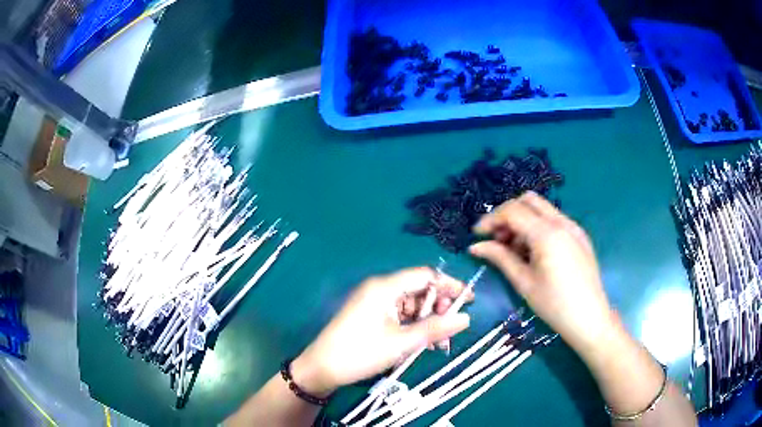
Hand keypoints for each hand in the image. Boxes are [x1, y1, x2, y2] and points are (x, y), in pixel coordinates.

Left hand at [291, 267, 472, 396]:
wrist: (322, 369)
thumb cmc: (360, 353)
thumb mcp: (401, 343)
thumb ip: (435, 329)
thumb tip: (466, 318)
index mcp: (385, 287)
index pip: (426, 276)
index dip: (450, 285)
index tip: (470, 300)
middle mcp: (380, 289)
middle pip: (419, 291)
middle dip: (440, 308)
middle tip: (452, 328)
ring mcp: (375, 303)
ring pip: (411, 306)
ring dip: (428, 322)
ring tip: (440, 344)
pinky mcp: (372, 316)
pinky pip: (400, 316)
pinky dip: (414, 327)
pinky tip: (424, 344)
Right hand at [469, 192, 615, 354]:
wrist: (590, 318)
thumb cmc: (554, 305)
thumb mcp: (524, 282)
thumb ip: (500, 258)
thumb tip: (475, 247)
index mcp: (547, 234)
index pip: (512, 210)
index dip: (491, 219)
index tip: (477, 235)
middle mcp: (562, 222)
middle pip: (528, 200)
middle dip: (508, 214)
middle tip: (497, 239)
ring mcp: (573, 227)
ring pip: (542, 209)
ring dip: (523, 220)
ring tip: (515, 250)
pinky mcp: (579, 235)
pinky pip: (554, 220)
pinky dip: (538, 227)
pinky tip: (535, 252)